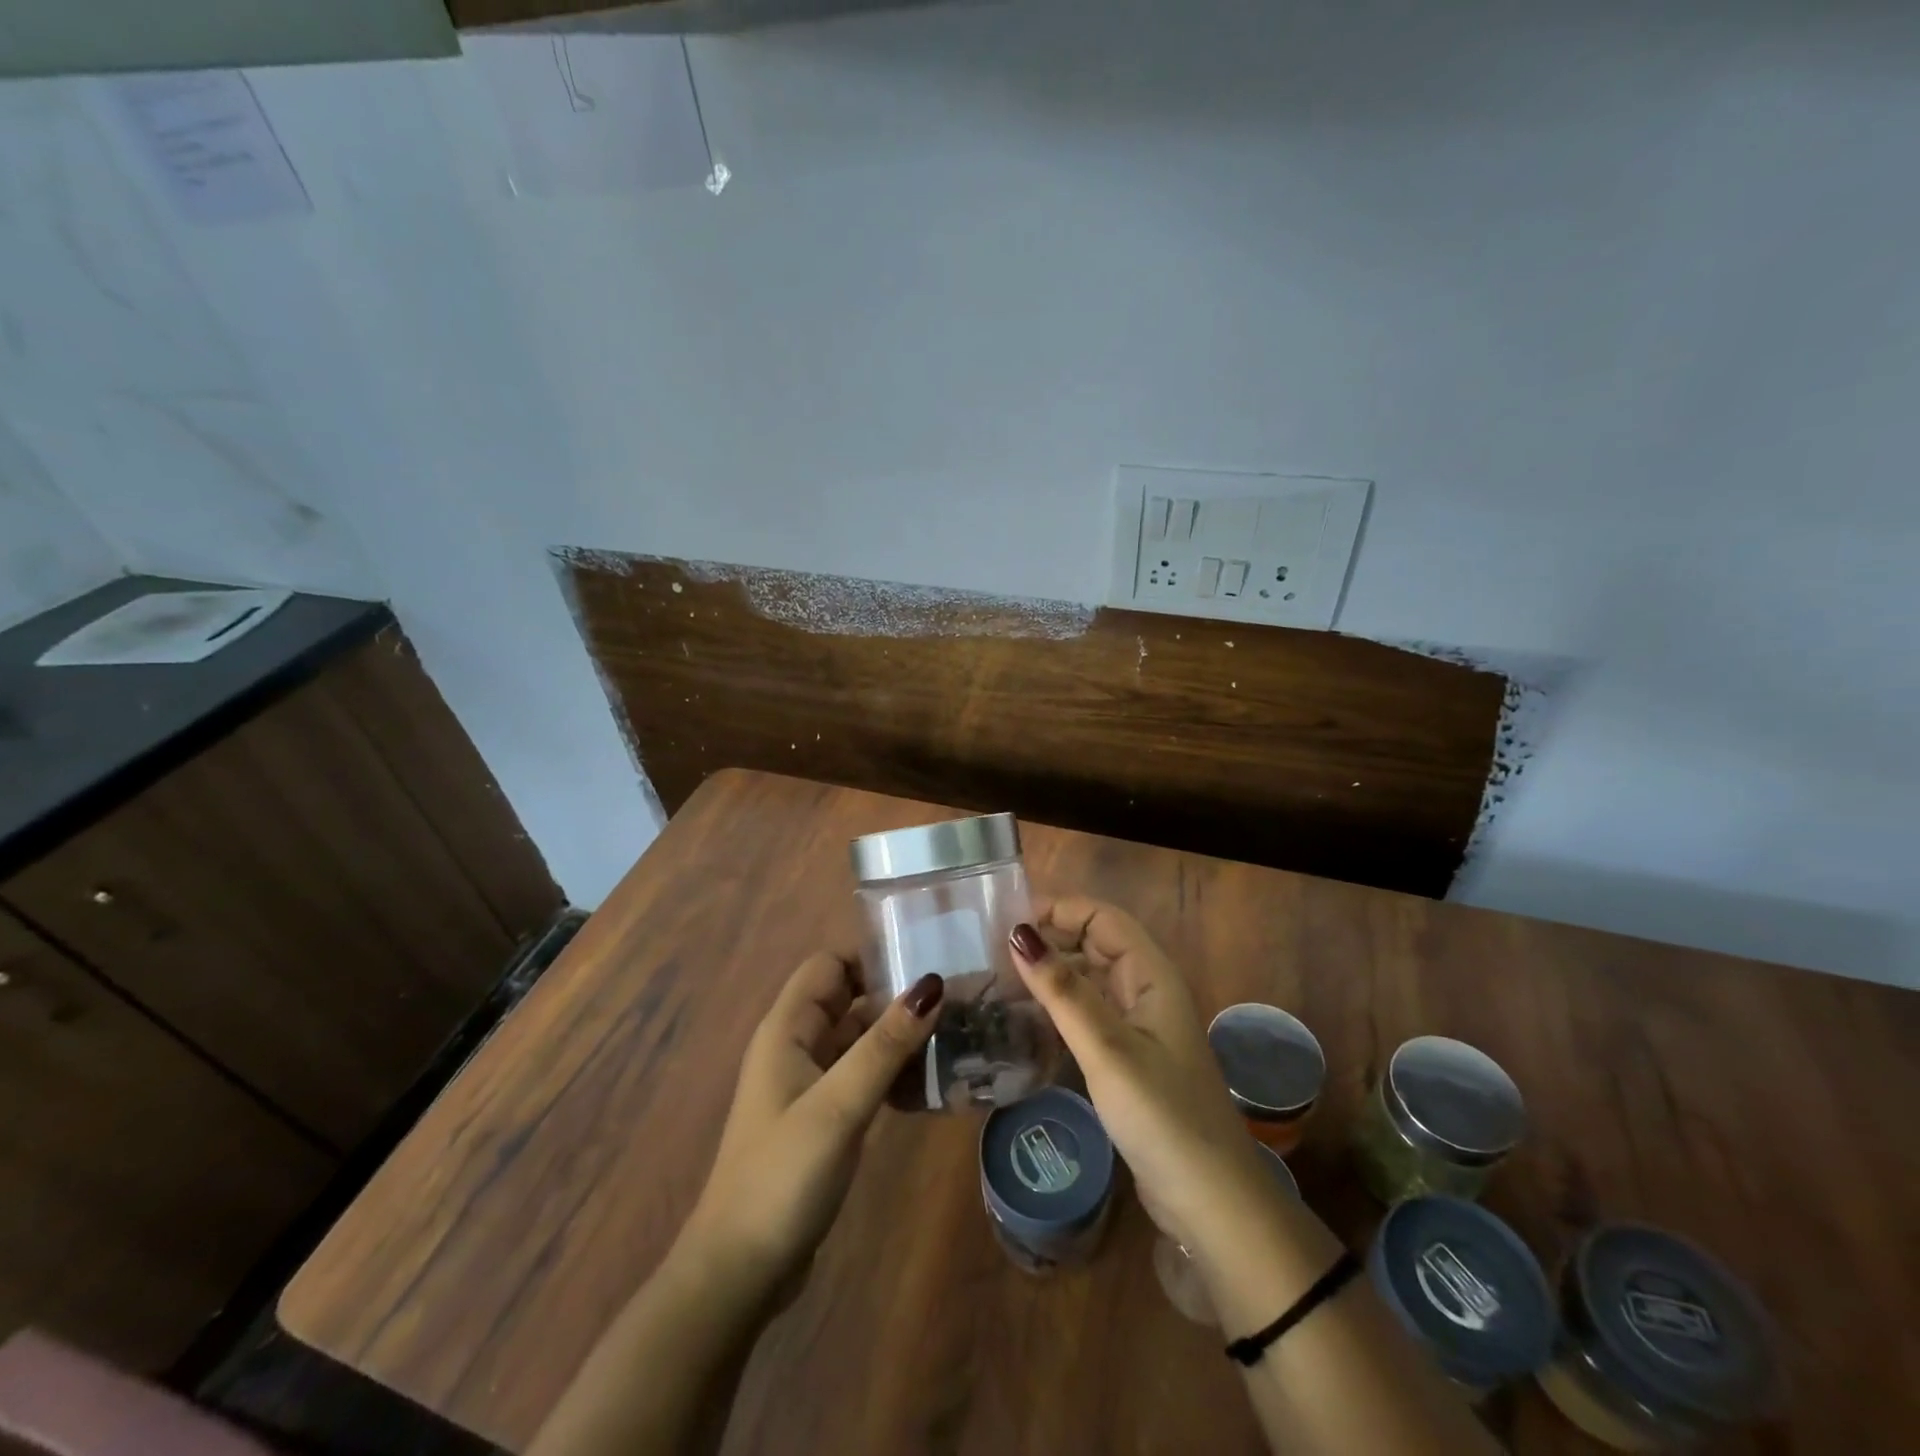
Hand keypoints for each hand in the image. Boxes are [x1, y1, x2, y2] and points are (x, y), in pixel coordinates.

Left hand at [676, 953, 943, 1296]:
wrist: (739, 1272)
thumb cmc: (783, 1176)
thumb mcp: (839, 1105)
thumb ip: (885, 1045)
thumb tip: (932, 983)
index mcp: (788, 1029)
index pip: (830, 965)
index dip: (871, 955)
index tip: (926, 961)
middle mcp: (797, 1046)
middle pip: (850, 999)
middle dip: (896, 995)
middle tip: (956, 999)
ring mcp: (809, 1084)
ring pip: (860, 1039)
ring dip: (899, 1036)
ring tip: (956, 1036)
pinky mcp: (823, 1117)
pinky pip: (862, 1076)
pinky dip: (892, 1072)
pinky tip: (930, 1085)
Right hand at [1008, 899, 1280, 1257]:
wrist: (1211, 1204)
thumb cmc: (1162, 1116)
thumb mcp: (1107, 1049)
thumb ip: (1063, 991)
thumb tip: (1018, 933)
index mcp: (1151, 976)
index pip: (1102, 917)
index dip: (1059, 909)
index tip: (1006, 920)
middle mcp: (1146, 993)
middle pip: (1094, 946)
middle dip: (1050, 940)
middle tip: (992, 953)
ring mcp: (1138, 1029)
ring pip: (1089, 982)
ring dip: (1051, 976)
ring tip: (998, 982)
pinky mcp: (1128, 1062)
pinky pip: (1087, 1018)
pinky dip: (1058, 1012)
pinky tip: (1024, 1024)